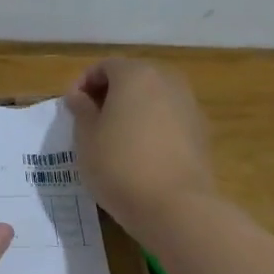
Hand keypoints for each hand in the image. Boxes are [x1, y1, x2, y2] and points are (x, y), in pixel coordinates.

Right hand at [65, 59, 216, 232]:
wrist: (175, 206)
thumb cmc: (119, 166)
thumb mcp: (86, 139)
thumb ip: (81, 110)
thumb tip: (79, 96)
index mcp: (136, 75)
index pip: (105, 66)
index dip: (83, 84)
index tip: (71, 110)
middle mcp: (167, 80)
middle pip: (133, 78)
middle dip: (110, 95)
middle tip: (91, 122)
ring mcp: (189, 105)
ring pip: (153, 98)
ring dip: (133, 111)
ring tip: (115, 140)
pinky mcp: (201, 132)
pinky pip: (169, 119)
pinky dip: (152, 127)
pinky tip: (141, 154)